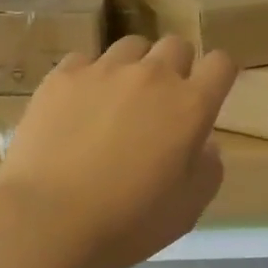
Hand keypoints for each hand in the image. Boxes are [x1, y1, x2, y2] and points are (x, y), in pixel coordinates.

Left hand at [0, 35, 237, 267]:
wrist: (46, 221)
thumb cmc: (127, 222)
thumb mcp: (188, 209)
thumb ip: (208, 169)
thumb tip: (204, 144)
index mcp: (190, 105)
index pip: (221, 63)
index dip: (219, 74)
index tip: (210, 93)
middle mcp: (153, 76)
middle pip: (177, 45)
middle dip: (177, 66)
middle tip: (163, 101)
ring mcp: (104, 71)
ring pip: (132, 46)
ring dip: (135, 66)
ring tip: (119, 97)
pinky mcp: (62, 76)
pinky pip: (86, 60)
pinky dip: (90, 77)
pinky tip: (78, 105)